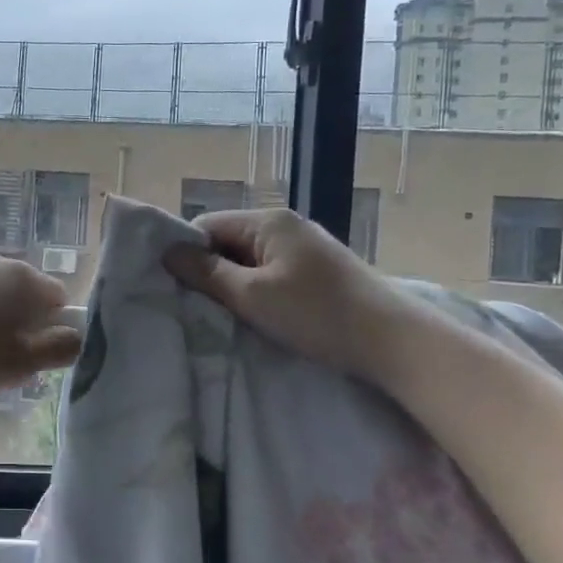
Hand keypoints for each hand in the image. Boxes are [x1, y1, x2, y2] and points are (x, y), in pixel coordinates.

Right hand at [164, 208, 415, 382]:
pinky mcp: (321, 270)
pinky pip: (274, 272)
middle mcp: (286, 225)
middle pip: (229, 241)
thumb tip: (168, 252)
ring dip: (236, 285)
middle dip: (211, 271)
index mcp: (268, 221)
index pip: (207, 226)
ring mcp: (307, 247)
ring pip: (251, 260)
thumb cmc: (317, 313)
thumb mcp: (252, 296)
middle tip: (199, 307)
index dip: (187, 253)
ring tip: (228, 315)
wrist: (394, 341)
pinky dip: (261, 291)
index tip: (175, 288)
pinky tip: (262, 316)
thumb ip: (206, 273)